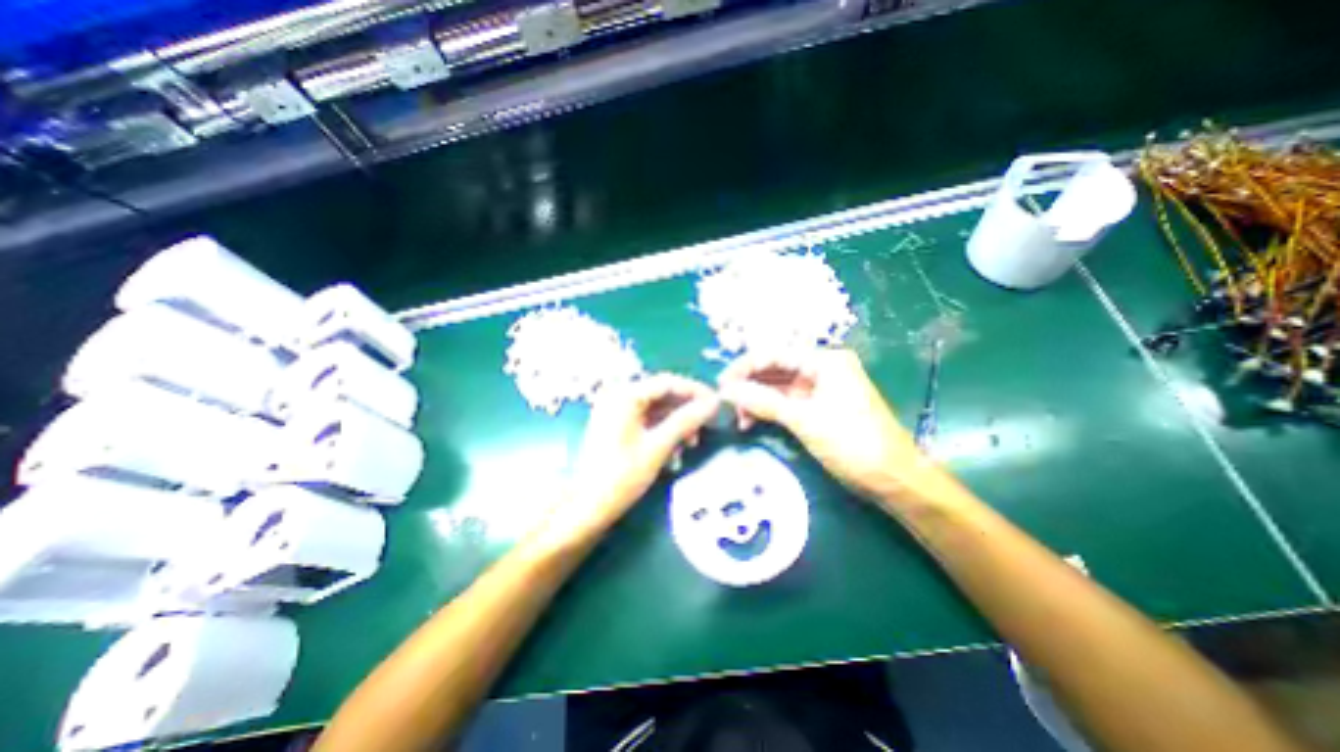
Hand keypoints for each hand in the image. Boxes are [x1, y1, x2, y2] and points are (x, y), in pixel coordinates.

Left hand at [548, 370, 723, 541]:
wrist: (587, 507)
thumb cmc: (622, 476)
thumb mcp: (658, 447)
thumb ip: (686, 421)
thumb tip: (714, 403)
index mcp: (625, 395)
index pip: (667, 382)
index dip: (695, 391)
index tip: (717, 403)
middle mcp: (618, 396)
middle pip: (661, 395)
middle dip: (685, 411)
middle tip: (707, 426)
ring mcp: (615, 411)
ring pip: (655, 409)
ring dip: (676, 424)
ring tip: (691, 444)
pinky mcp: (616, 425)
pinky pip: (646, 420)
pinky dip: (662, 432)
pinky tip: (674, 451)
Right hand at [717, 346, 935, 504]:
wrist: (892, 478)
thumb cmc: (852, 442)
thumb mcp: (804, 419)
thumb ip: (764, 402)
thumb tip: (727, 390)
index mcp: (825, 361)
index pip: (775, 354)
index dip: (745, 367)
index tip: (721, 384)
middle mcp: (822, 368)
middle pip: (776, 369)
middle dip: (750, 385)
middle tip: (725, 402)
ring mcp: (821, 389)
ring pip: (779, 387)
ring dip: (757, 400)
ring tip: (739, 418)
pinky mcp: (819, 407)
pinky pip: (787, 402)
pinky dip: (769, 410)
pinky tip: (753, 421)